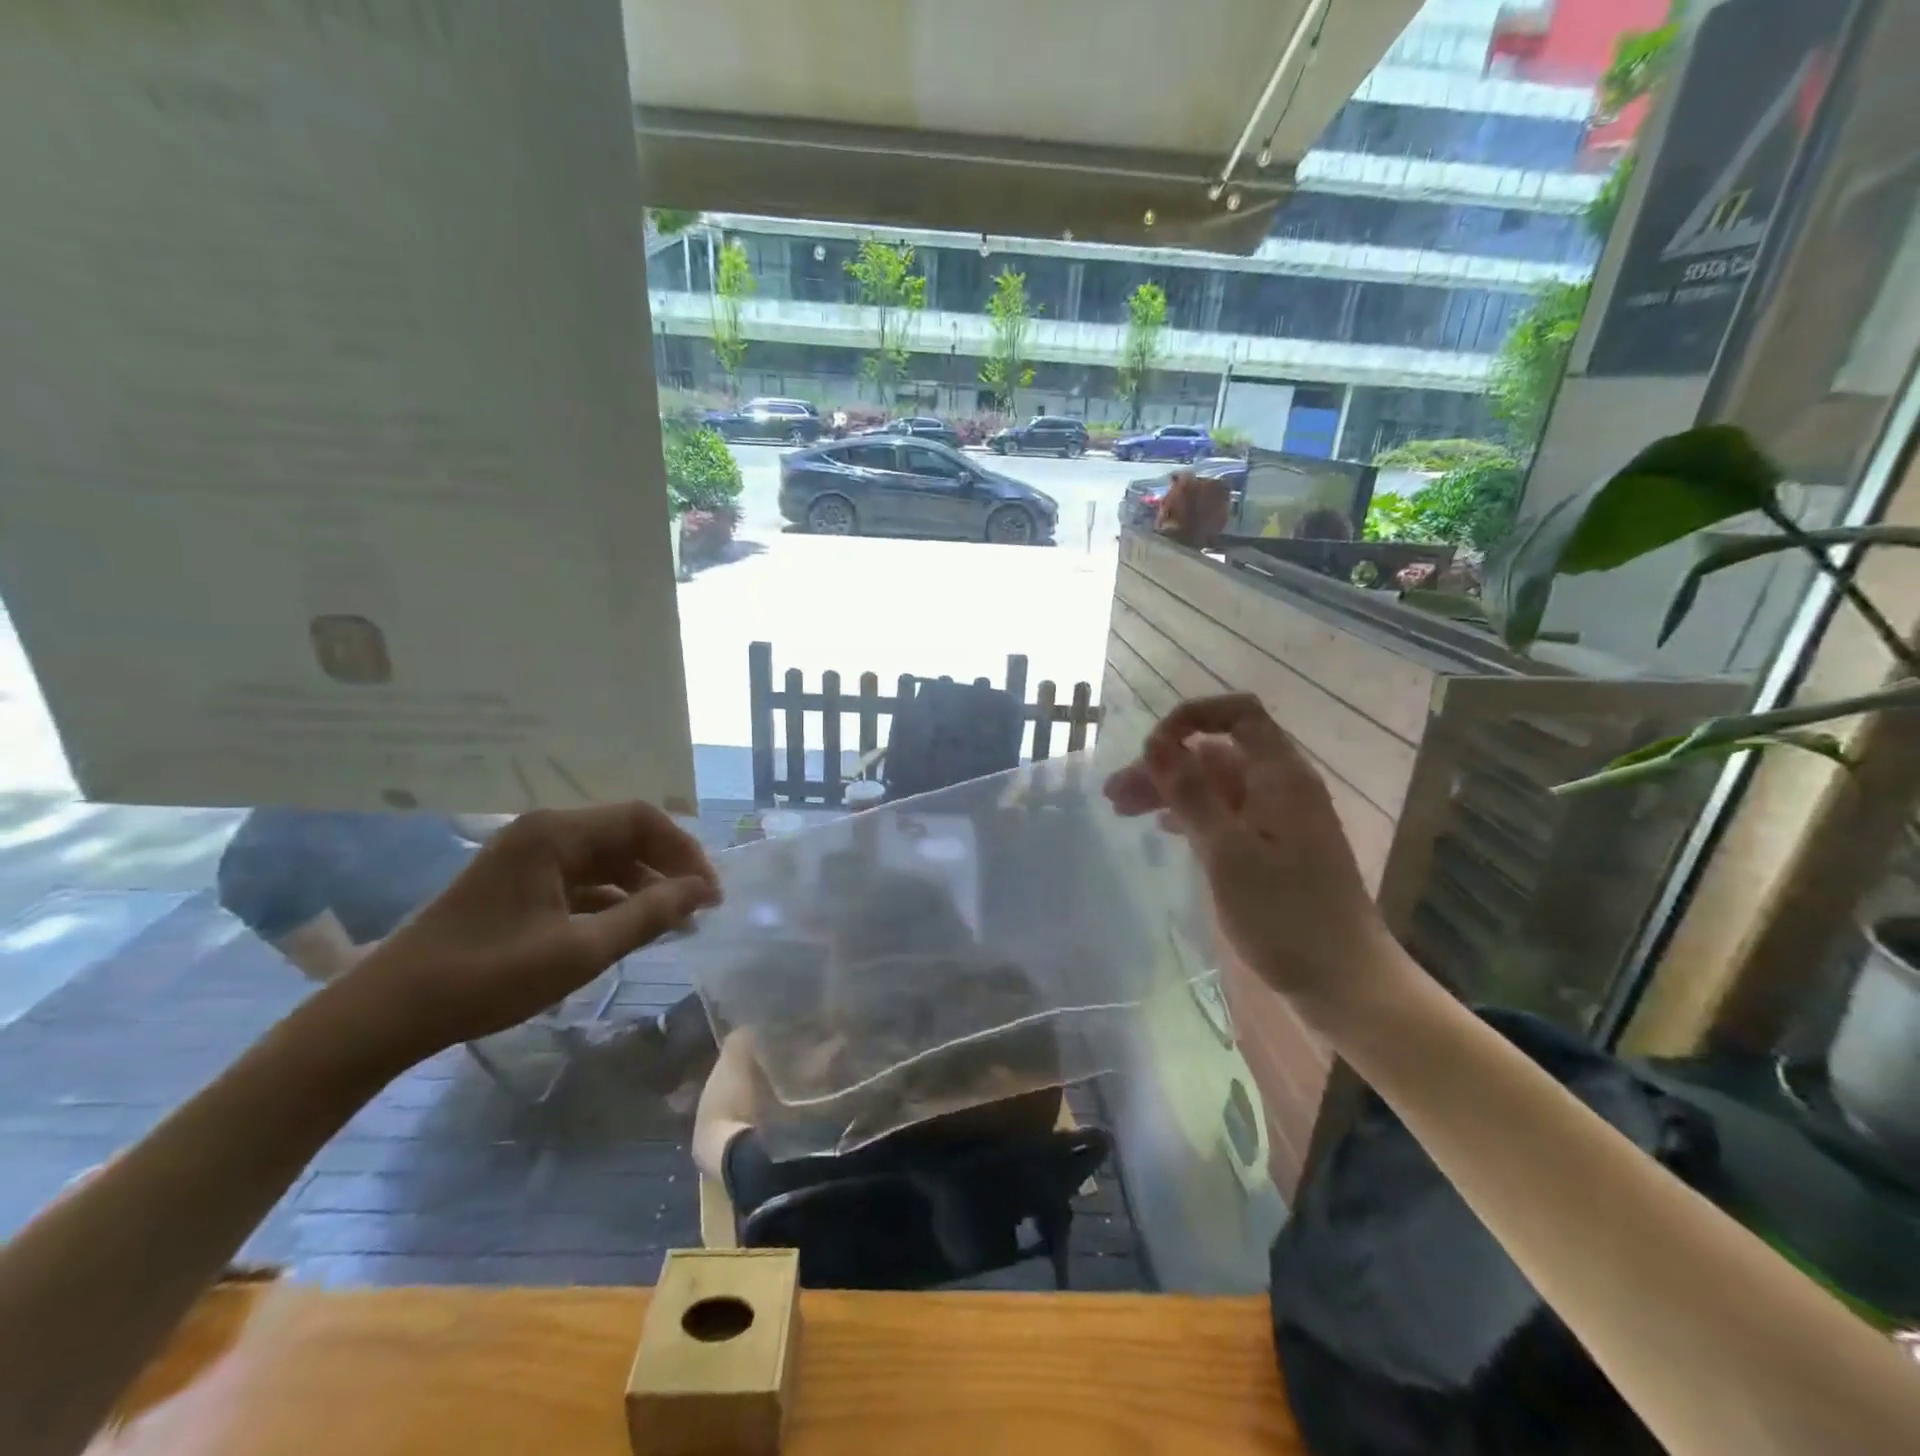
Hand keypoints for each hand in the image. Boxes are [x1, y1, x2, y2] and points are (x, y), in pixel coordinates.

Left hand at [336, 803, 720, 1056]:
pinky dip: (612, 898)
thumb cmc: (486, 977)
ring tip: (673, 922)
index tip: (709, 893)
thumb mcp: (579, 950)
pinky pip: (581, 878)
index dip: (685, 851)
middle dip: (667, 867)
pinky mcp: (518, 883)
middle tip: (698, 908)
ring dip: (643, 884)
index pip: (642, 820)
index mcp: (555, 834)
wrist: (385, 1014)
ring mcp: (527, 857)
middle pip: (625, 835)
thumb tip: (701, 890)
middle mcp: (543, 832)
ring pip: (605, 858)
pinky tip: (630, 927)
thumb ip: (647, 915)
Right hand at [1104, 694, 1404, 1018]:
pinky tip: (1164, 829)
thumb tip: (1156, 742)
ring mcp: (1278, 818)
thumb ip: (1191, 793)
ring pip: (1216, 785)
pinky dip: (1191, 814)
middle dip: (1165, 765)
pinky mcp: (1273, 847)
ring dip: (1171, 790)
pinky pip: (1225, 813)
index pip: (1239, 714)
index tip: (1152, 749)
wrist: (1342, 981)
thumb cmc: (1284, 915)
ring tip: (1122, 810)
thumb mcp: (1227, 851)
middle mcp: (1281, 787)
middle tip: (1115, 795)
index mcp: (1280, 776)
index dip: (1192, 718)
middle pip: (1217, 753)